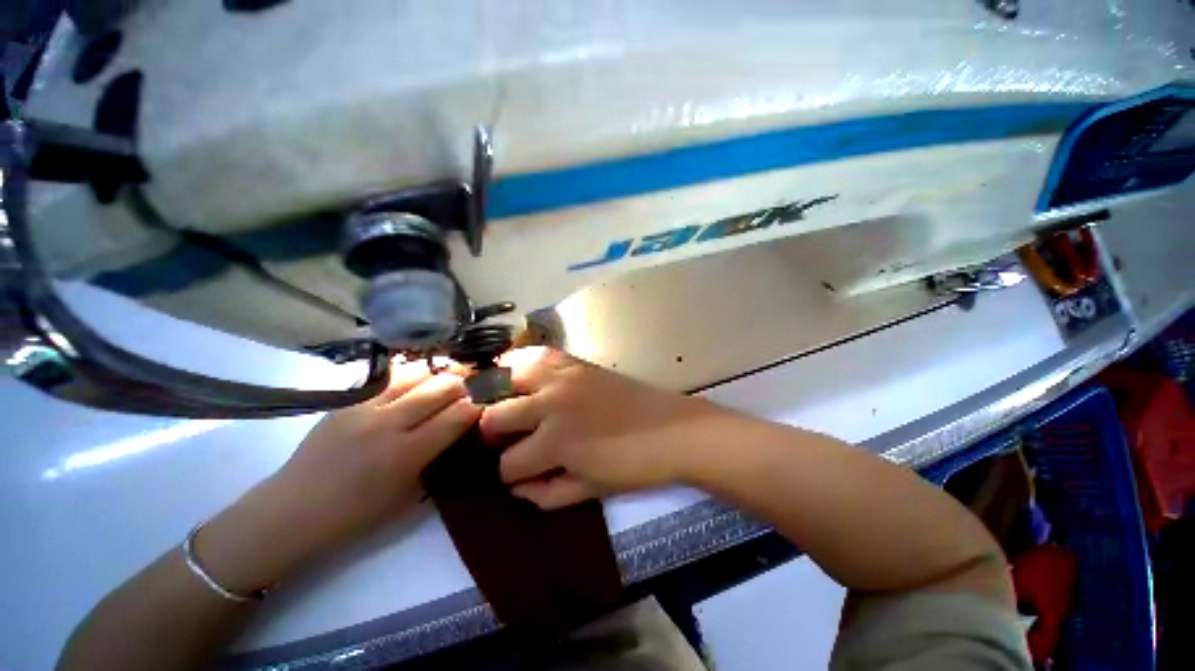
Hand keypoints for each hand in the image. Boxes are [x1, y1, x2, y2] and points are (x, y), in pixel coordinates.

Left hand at [197, 362, 479, 592]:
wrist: (291, 511)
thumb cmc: (355, 516)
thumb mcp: (408, 496)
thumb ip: (436, 458)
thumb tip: (458, 430)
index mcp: (405, 454)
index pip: (457, 415)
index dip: (478, 405)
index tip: (488, 402)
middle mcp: (388, 424)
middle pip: (441, 387)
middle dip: (465, 384)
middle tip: (474, 386)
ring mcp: (364, 407)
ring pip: (416, 374)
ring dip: (439, 375)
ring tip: (449, 379)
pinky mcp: (347, 401)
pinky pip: (389, 378)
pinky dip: (411, 376)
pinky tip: (417, 381)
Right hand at [479, 348, 722, 508]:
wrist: (673, 429)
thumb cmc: (634, 465)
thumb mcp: (589, 490)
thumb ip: (546, 493)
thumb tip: (515, 488)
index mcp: (555, 442)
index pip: (509, 463)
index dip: (508, 473)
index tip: (516, 472)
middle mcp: (551, 403)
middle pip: (495, 416)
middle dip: (493, 434)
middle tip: (505, 439)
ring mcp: (563, 376)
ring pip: (506, 376)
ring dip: (498, 394)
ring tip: (503, 404)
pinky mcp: (575, 361)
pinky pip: (536, 354)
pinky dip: (520, 364)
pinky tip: (522, 377)